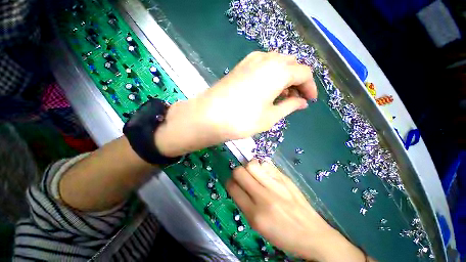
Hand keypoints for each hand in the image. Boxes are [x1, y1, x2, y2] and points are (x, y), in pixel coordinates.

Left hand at [155, 51, 317, 156]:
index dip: (310, 87)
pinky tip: (267, 88)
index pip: (304, 73)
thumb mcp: (271, 116)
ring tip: (281, 96)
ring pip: (277, 64)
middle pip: (291, 65)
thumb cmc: (242, 119)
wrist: (209, 116)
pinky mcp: (241, 66)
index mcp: (278, 71)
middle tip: (295, 98)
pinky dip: (271, 75)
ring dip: (284, 77)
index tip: (310, 101)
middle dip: (297, 81)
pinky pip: (263, 65)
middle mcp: (266, 60)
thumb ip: (290, 106)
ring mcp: (251, 60)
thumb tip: (302, 101)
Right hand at [226, 160, 367, 261]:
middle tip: (241, 177)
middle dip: (236, 172)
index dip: (229, 183)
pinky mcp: (285, 178)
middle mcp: (264, 196)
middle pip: (240, 171)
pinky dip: (262, 166)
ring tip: (253, 174)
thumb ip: (245, 204)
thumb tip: (237, 186)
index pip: (233, 188)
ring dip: (249, 167)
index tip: (232, 183)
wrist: (312, 234)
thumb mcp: (258, 226)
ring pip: (252, 164)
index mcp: (255, 214)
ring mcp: (276, 185)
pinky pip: (266, 164)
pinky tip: (265, 173)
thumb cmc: (282, 234)